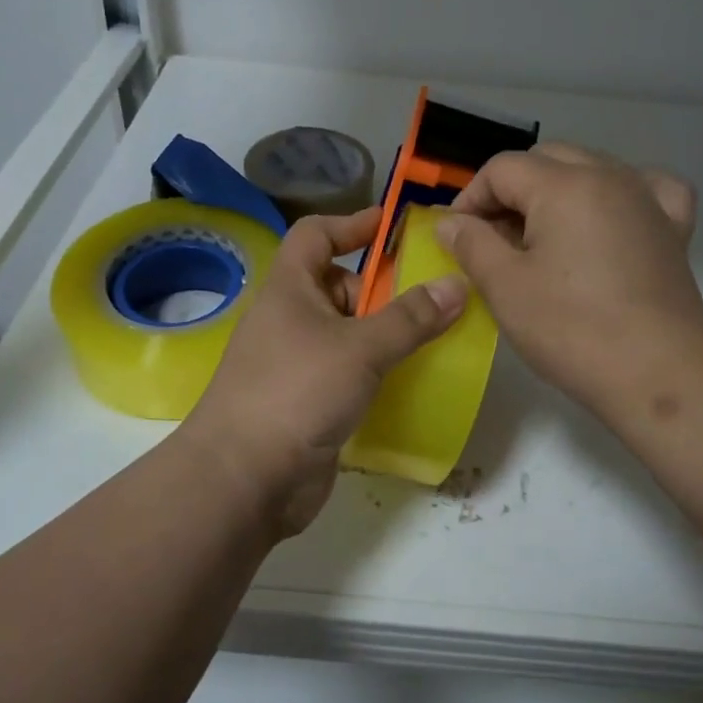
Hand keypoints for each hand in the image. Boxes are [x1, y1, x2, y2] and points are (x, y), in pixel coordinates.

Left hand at [181, 206, 466, 537]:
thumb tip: (457, 285)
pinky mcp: (306, 401)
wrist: (245, 478)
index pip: (316, 234)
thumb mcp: (361, 347)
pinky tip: (408, 381)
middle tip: (427, 301)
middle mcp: (289, 319)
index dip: (352, 224)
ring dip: (382, 334)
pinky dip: (374, 370)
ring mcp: (295, 363)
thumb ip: (411, 317)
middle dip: (379, 290)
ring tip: (431, 339)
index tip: (392, 227)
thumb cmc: (297, 391)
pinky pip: (347, 372)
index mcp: (289, 289)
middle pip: (337, 285)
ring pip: (345, 333)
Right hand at [435, 143, 702, 418]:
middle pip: (546, 159)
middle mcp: (610, 176)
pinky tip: (610, 218)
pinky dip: (619, 195)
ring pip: (591, 168)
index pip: (503, 168)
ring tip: (543, 236)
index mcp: (565, 185)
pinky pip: (644, 189)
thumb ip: (472, 244)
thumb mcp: (505, 287)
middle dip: (511, 191)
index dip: (471, 197)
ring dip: (557, 190)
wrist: (660, 375)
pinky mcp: (673, 229)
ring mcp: (647, 199)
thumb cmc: (573, 330)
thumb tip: (450, 223)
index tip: (458, 237)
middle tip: (494, 239)